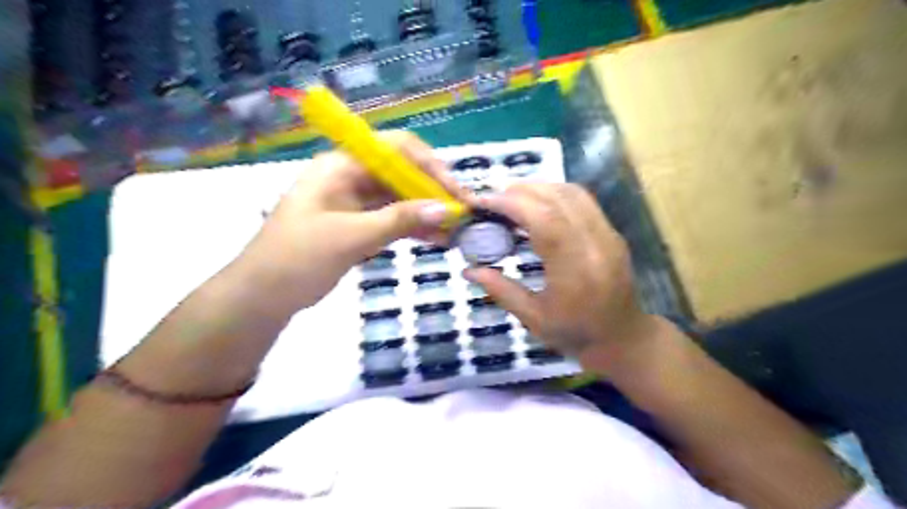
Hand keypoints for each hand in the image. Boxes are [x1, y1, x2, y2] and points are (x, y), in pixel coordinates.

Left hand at [233, 132, 466, 314]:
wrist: (264, 295)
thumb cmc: (298, 258)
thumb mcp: (351, 236)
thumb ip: (399, 220)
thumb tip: (445, 209)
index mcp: (342, 165)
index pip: (396, 149)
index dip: (429, 166)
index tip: (453, 192)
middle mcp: (351, 176)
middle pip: (402, 174)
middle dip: (433, 193)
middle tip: (462, 215)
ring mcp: (356, 201)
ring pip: (401, 198)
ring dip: (427, 212)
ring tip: (455, 231)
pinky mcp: (359, 224)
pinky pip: (393, 219)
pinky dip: (414, 228)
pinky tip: (437, 239)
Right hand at [467, 184, 651, 373]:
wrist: (622, 338)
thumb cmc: (576, 333)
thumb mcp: (534, 319)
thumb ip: (501, 290)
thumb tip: (468, 271)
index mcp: (576, 270)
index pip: (544, 220)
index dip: (511, 204)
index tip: (482, 201)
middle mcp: (596, 244)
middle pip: (557, 198)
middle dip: (520, 191)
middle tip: (492, 199)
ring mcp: (608, 234)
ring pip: (572, 192)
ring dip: (538, 188)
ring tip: (511, 199)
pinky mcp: (611, 232)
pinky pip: (582, 200)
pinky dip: (554, 193)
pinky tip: (537, 205)